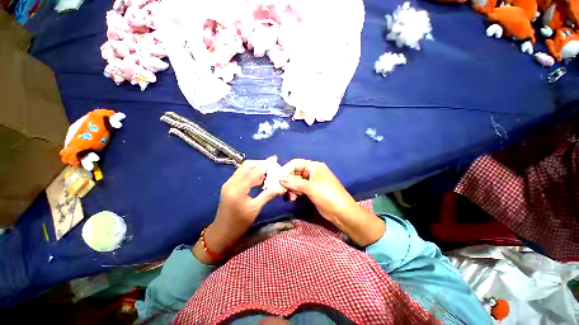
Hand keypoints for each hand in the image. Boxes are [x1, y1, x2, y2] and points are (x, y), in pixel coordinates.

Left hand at [193, 159, 284, 263]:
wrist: (222, 232)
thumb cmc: (239, 223)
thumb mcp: (255, 209)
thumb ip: (268, 195)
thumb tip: (281, 187)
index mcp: (237, 189)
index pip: (253, 171)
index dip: (265, 165)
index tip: (275, 160)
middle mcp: (231, 183)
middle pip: (246, 165)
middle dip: (260, 163)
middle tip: (272, 166)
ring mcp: (229, 183)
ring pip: (244, 169)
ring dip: (256, 168)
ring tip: (269, 172)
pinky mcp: (230, 186)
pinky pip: (242, 175)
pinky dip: (252, 174)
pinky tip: (261, 179)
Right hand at [280, 159, 384, 245]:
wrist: (341, 211)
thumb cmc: (327, 195)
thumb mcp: (310, 187)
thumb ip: (294, 182)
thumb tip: (280, 178)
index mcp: (314, 166)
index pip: (296, 163)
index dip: (286, 169)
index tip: (278, 179)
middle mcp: (312, 172)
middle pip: (295, 172)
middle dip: (289, 180)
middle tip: (283, 190)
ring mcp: (312, 181)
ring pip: (296, 181)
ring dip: (292, 187)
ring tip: (291, 196)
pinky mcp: (312, 190)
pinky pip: (300, 188)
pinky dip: (296, 192)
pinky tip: (294, 198)